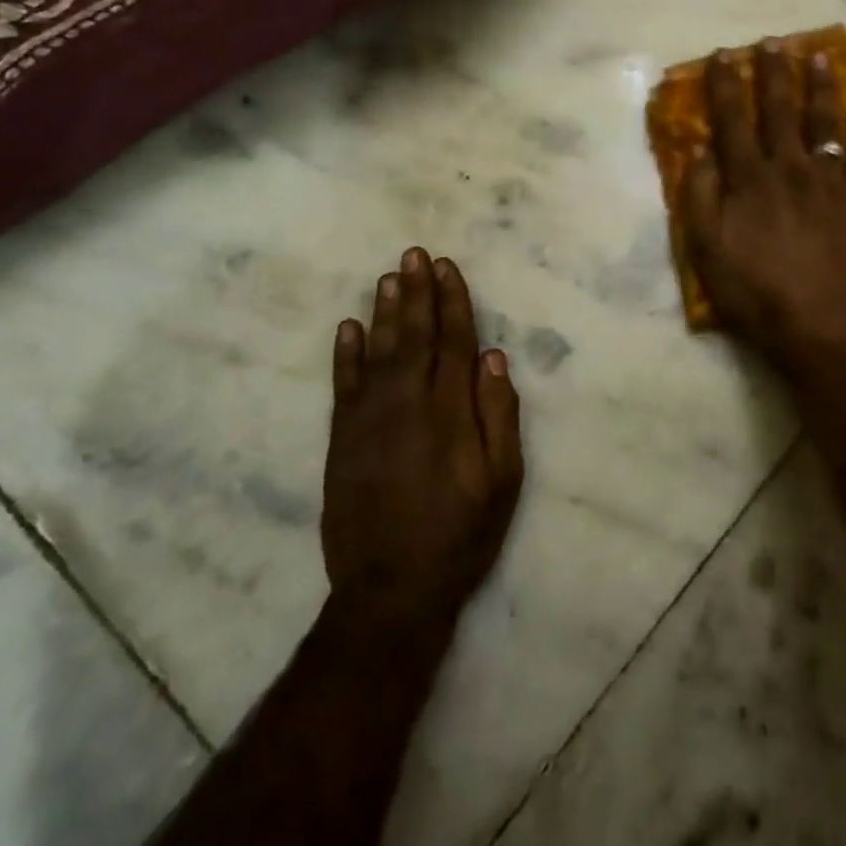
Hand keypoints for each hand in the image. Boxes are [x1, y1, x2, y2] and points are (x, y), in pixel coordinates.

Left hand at [324, 249, 522, 633]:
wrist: (390, 591)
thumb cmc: (460, 534)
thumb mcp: (503, 481)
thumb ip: (499, 415)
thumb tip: (495, 358)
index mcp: (451, 411)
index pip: (454, 342)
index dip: (452, 302)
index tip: (447, 267)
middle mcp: (409, 404)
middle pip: (414, 336)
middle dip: (416, 292)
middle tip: (414, 254)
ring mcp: (370, 420)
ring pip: (378, 351)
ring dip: (384, 311)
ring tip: (389, 276)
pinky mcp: (342, 440)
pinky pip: (344, 385)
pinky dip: (345, 354)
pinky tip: (348, 327)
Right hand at [683, 40, 845, 364]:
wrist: (821, 324)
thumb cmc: (755, 290)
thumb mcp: (707, 249)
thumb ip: (700, 195)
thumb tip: (698, 148)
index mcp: (748, 178)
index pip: (732, 120)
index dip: (725, 85)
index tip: (723, 54)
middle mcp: (789, 167)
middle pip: (779, 109)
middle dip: (773, 72)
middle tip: (773, 41)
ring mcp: (830, 180)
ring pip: (824, 121)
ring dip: (820, 86)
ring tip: (818, 55)